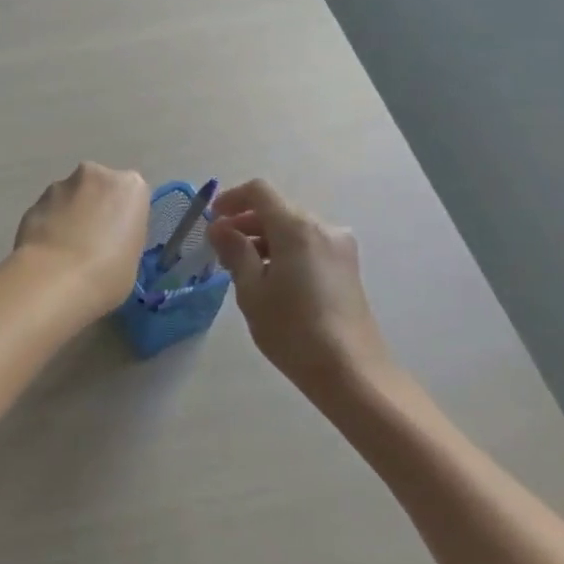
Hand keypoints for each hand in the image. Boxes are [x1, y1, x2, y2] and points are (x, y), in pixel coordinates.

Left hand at [13, 163, 150, 316]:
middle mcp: (95, 175)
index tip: (118, 240)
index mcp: (130, 186)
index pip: (131, 195)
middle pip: (98, 188)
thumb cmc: (108, 273)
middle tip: (92, 242)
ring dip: (69, 215)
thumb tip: (106, 240)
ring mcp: (59, 185)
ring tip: (65, 252)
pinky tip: (47, 253)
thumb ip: (122, 237)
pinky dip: (48, 226)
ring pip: (69, 197)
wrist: (55, 279)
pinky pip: (47, 212)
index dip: (124, 218)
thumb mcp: (133, 258)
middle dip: (94, 207)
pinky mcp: (33, 202)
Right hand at [209, 179, 395, 408]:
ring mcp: (340, 247)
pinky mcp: (347, 267)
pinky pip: (308, 244)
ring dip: (264, 238)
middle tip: (220, 250)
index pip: (259, 192)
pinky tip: (270, 279)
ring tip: (241, 268)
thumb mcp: (251, 291)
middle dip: (245, 222)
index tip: (212, 220)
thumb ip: (234, 252)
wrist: (352, 372)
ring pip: (292, 228)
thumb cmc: (293, 330)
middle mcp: (322, 228)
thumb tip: (220, 228)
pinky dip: (284, 250)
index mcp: (296, 227)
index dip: (230, 199)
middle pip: (277, 209)